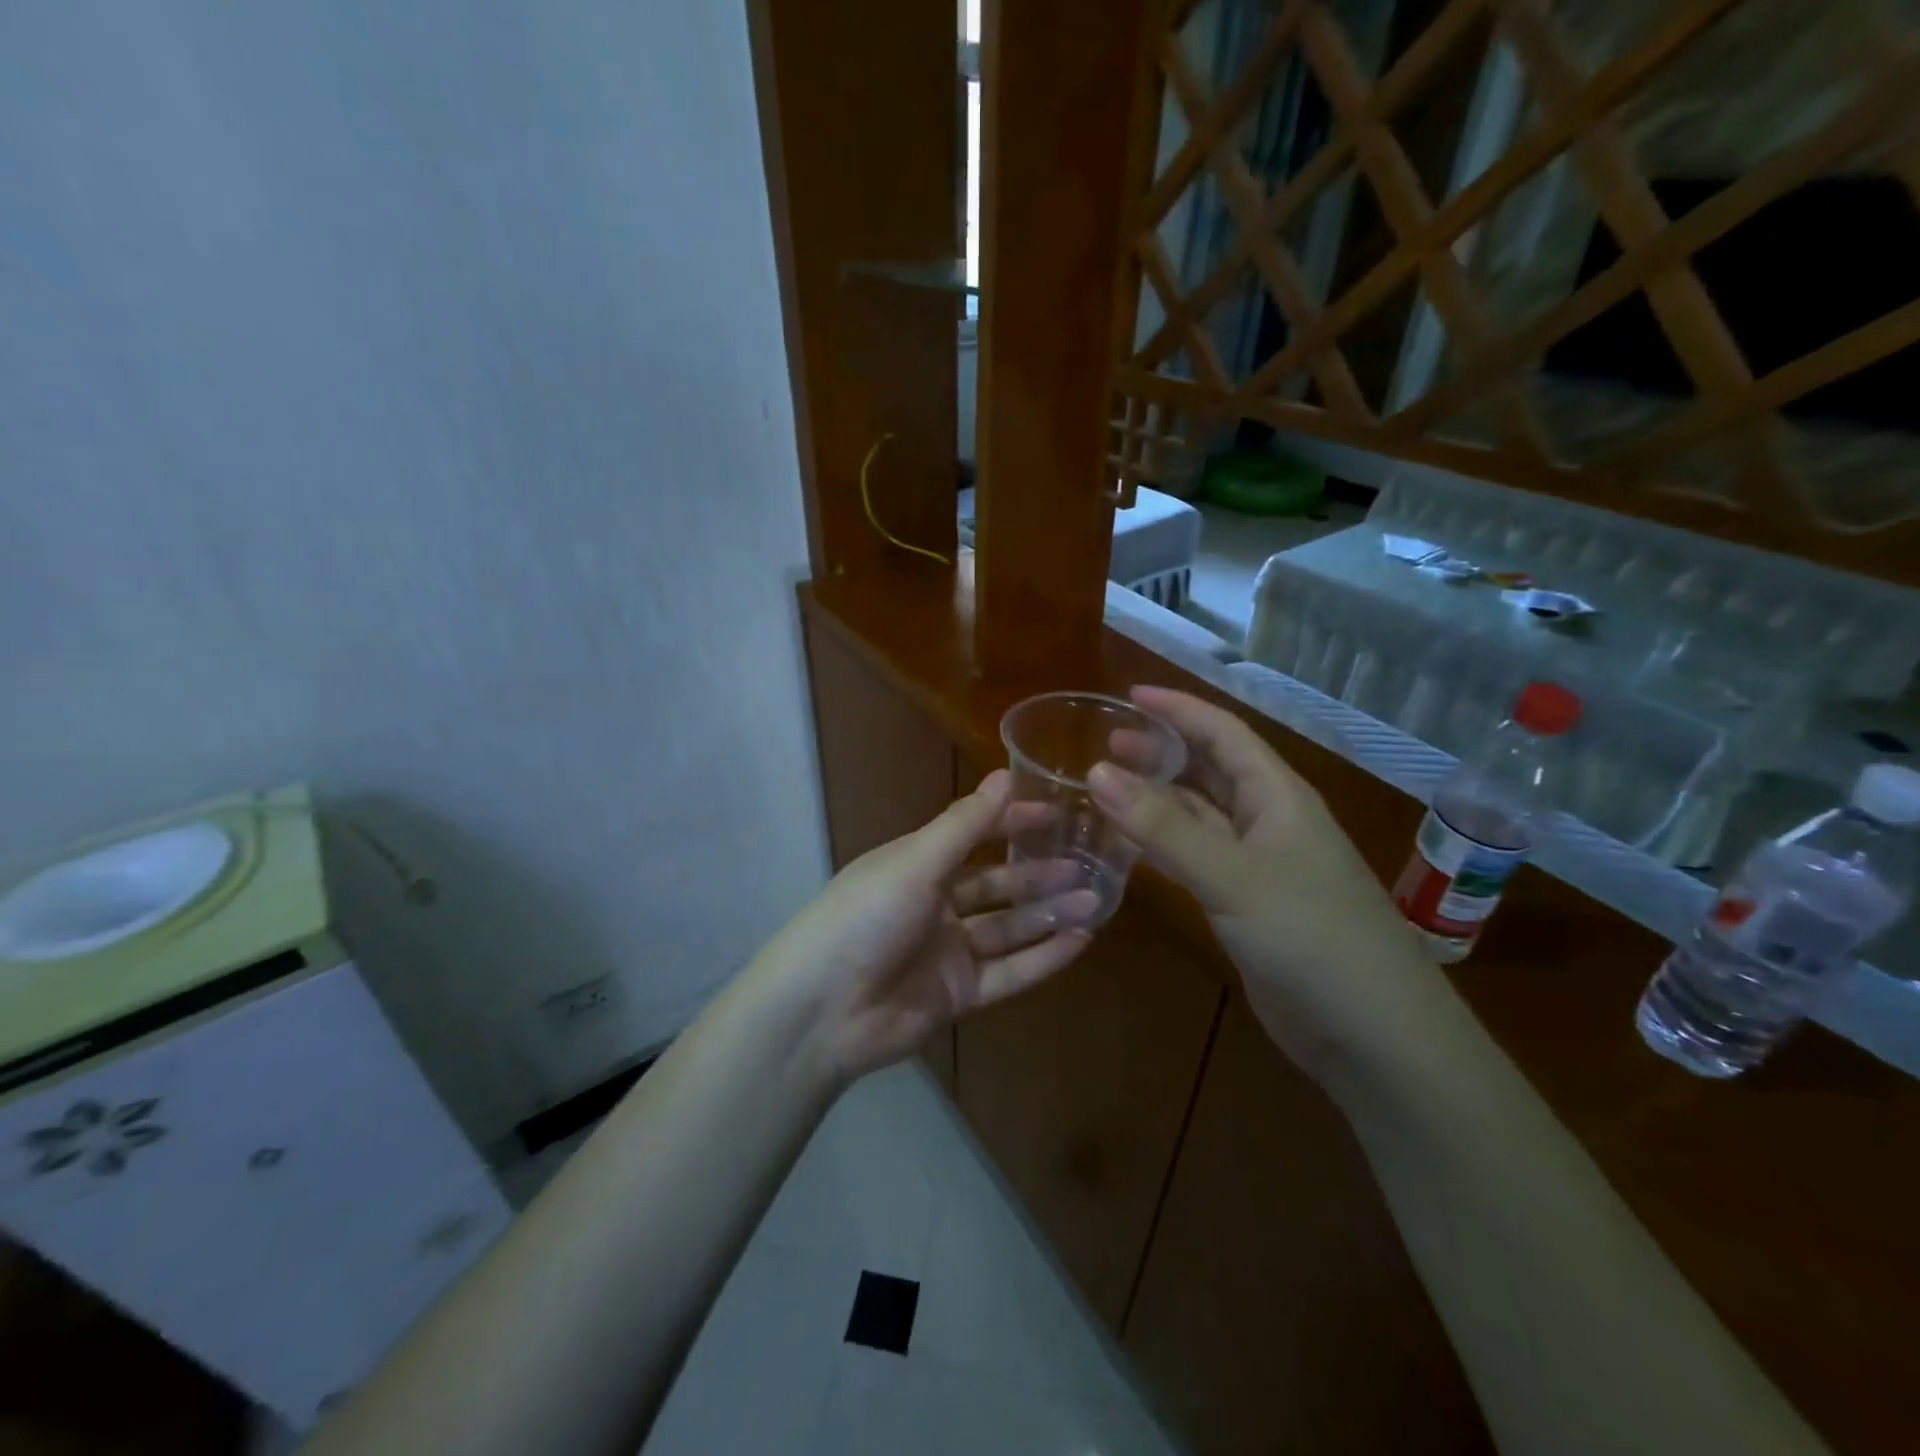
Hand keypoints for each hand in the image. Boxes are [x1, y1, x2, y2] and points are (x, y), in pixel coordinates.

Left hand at [755, 770, 1095, 1083]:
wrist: (822, 1010)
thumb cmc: (865, 916)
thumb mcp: (915, 862)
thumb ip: (964, 825)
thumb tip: (1005, 774)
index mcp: (918, 865)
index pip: (974, 834)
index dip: (1012, 822)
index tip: (1056, 812)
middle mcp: (936, 904)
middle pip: (998, 885)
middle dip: (1040, 874)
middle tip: (1087, 864)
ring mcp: (949, 952)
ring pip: (1010, 929)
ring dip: (1049, 914)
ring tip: (1095, 900)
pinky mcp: (959, 995)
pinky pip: (1010, 972)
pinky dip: (1044, 958)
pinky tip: (1080, 942)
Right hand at [1089, 686, 1449, 1079]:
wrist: (1371, 1035)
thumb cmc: (1312, 937)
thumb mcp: (1233, 876)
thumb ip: (1164, 827)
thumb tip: (1096, 772)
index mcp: (1278, 796)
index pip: (1223, 733)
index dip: (1178, 709)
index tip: (1128, 694)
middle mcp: (1269, 821)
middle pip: (1209, 771)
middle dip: (1161, 752)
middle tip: (1104, 745)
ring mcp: (1258, 865)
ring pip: (1199, 816)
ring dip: (1157, 800)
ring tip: (1105, 788)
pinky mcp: (1246, 905)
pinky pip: (1196, 858)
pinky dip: (1162, 846)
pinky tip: (1129, 845)